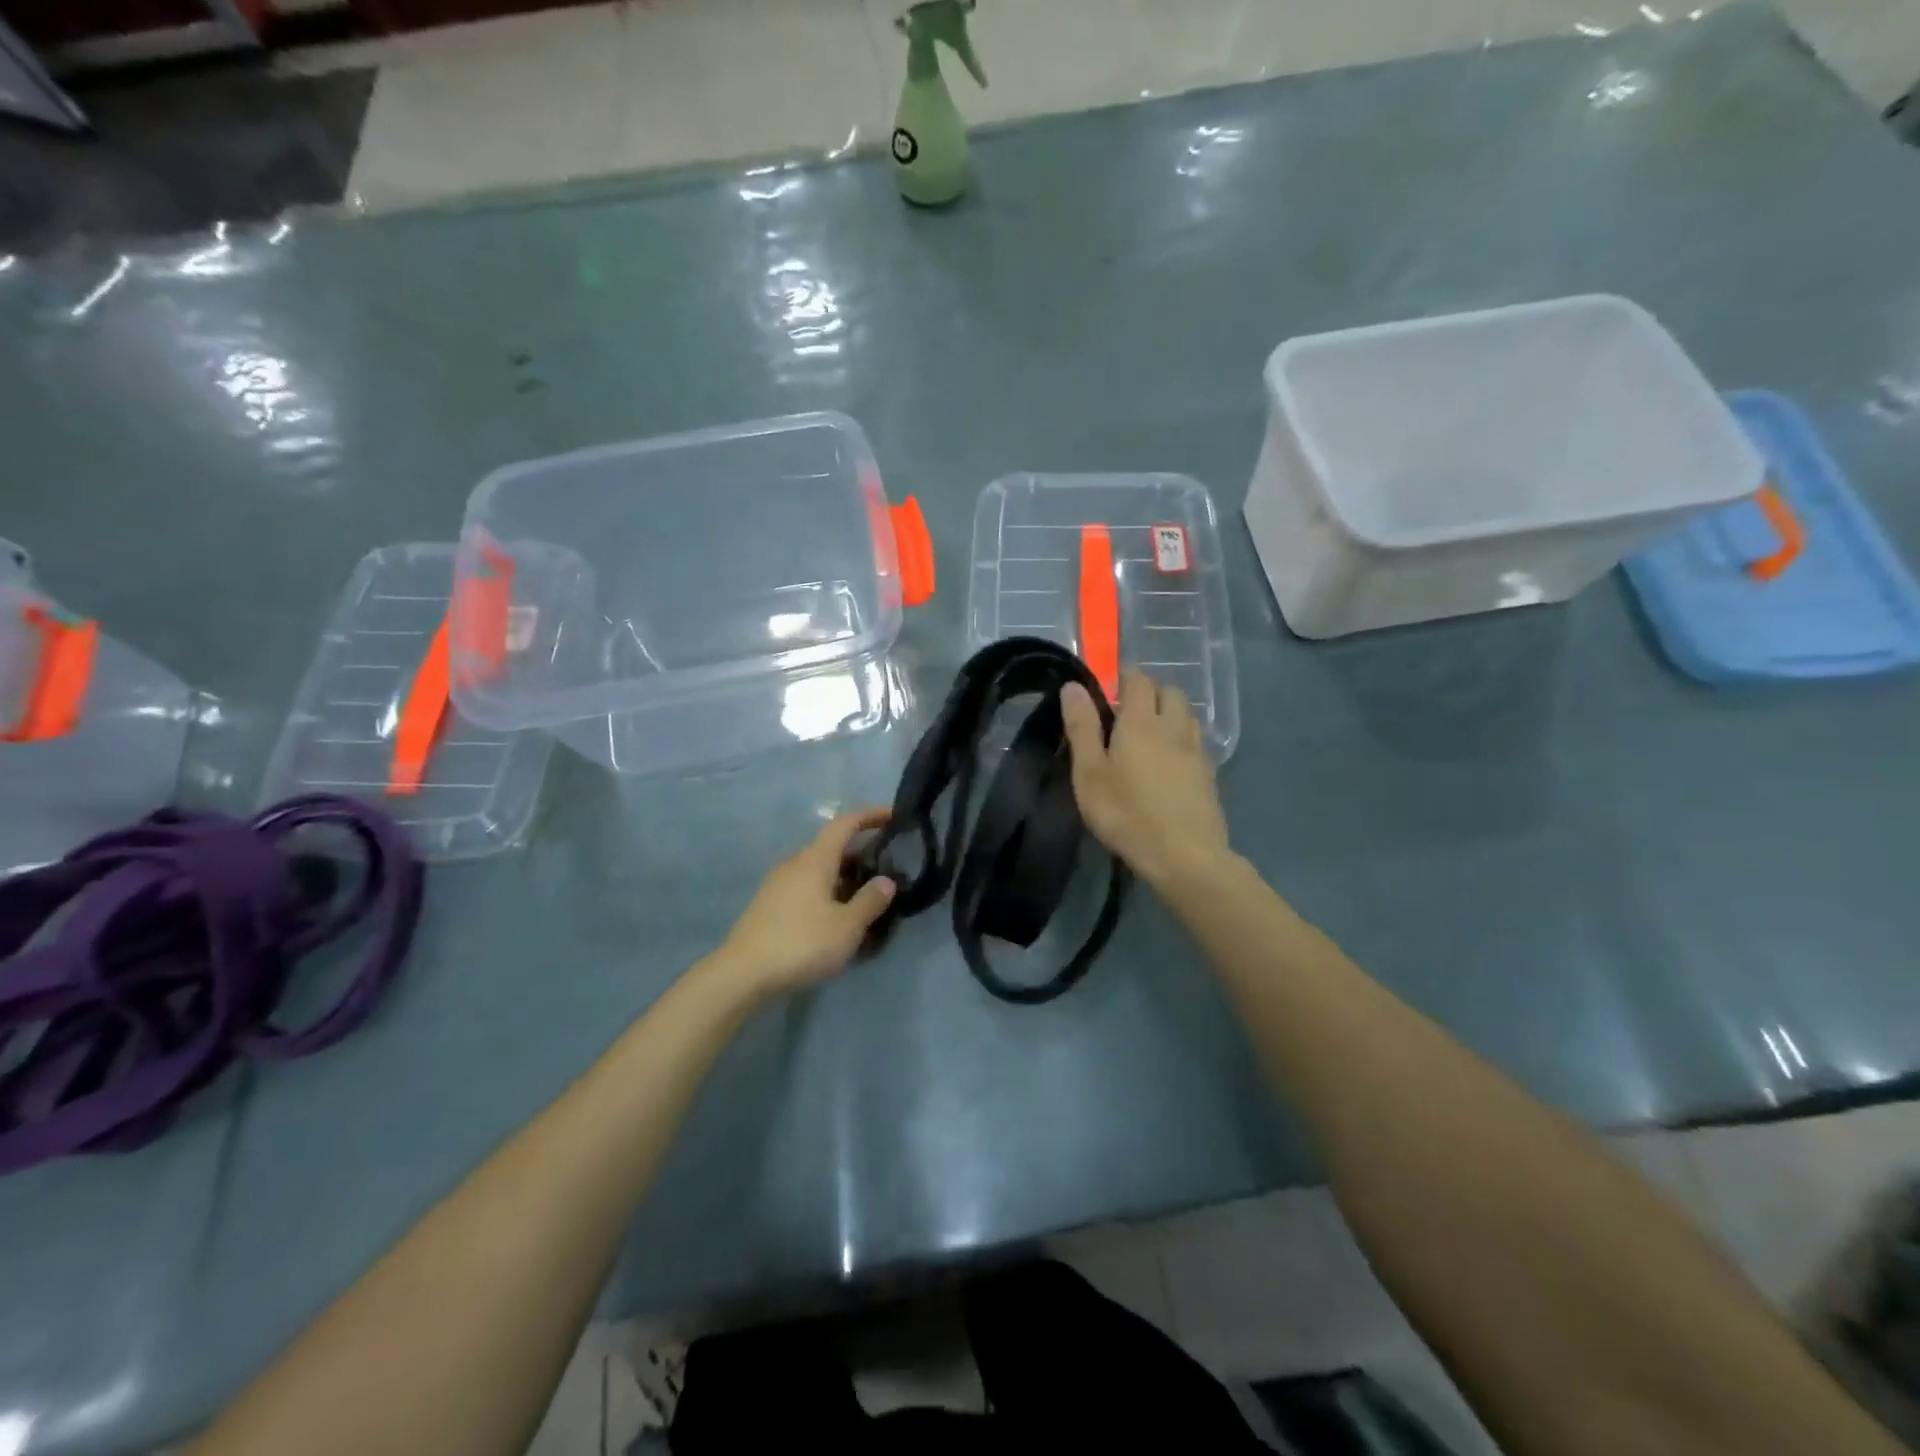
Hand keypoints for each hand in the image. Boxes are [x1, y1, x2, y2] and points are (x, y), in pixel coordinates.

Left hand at [711, 809, 896, 1000]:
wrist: (742, 974)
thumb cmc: (801, 943)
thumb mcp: (846, 926)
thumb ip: (870, 901)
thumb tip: (886, 881)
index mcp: (815, 860)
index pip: (845, 823)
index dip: (870, 816)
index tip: (893, 816)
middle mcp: (795, 864)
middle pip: (832, 848)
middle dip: (860, 855)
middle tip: (886, 870)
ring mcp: (778, 884)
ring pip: (819, 870)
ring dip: (844, 878)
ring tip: (865, 899)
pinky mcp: (769, 905)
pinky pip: (806, 888)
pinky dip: (827, 893)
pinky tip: (836, 918)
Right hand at [1061, 669, 1230, 888]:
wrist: (1185, 856)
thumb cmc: (1127, 814)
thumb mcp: (1090, 774)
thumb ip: (1082, 727)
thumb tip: (1072, 686)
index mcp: (1141, 721)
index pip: (1138, 679)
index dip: (1123, 676)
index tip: (1107, 689)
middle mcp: (1173, 726)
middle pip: (1169, 691)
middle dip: (1149, 692)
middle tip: (1125, 713)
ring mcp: (1196, 750)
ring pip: (1185, 715)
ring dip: (1168, 713)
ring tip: (1147, 736)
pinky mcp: (1209, 774)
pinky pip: (1195, 741)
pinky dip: (1180, 739)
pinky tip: (1167, 764)